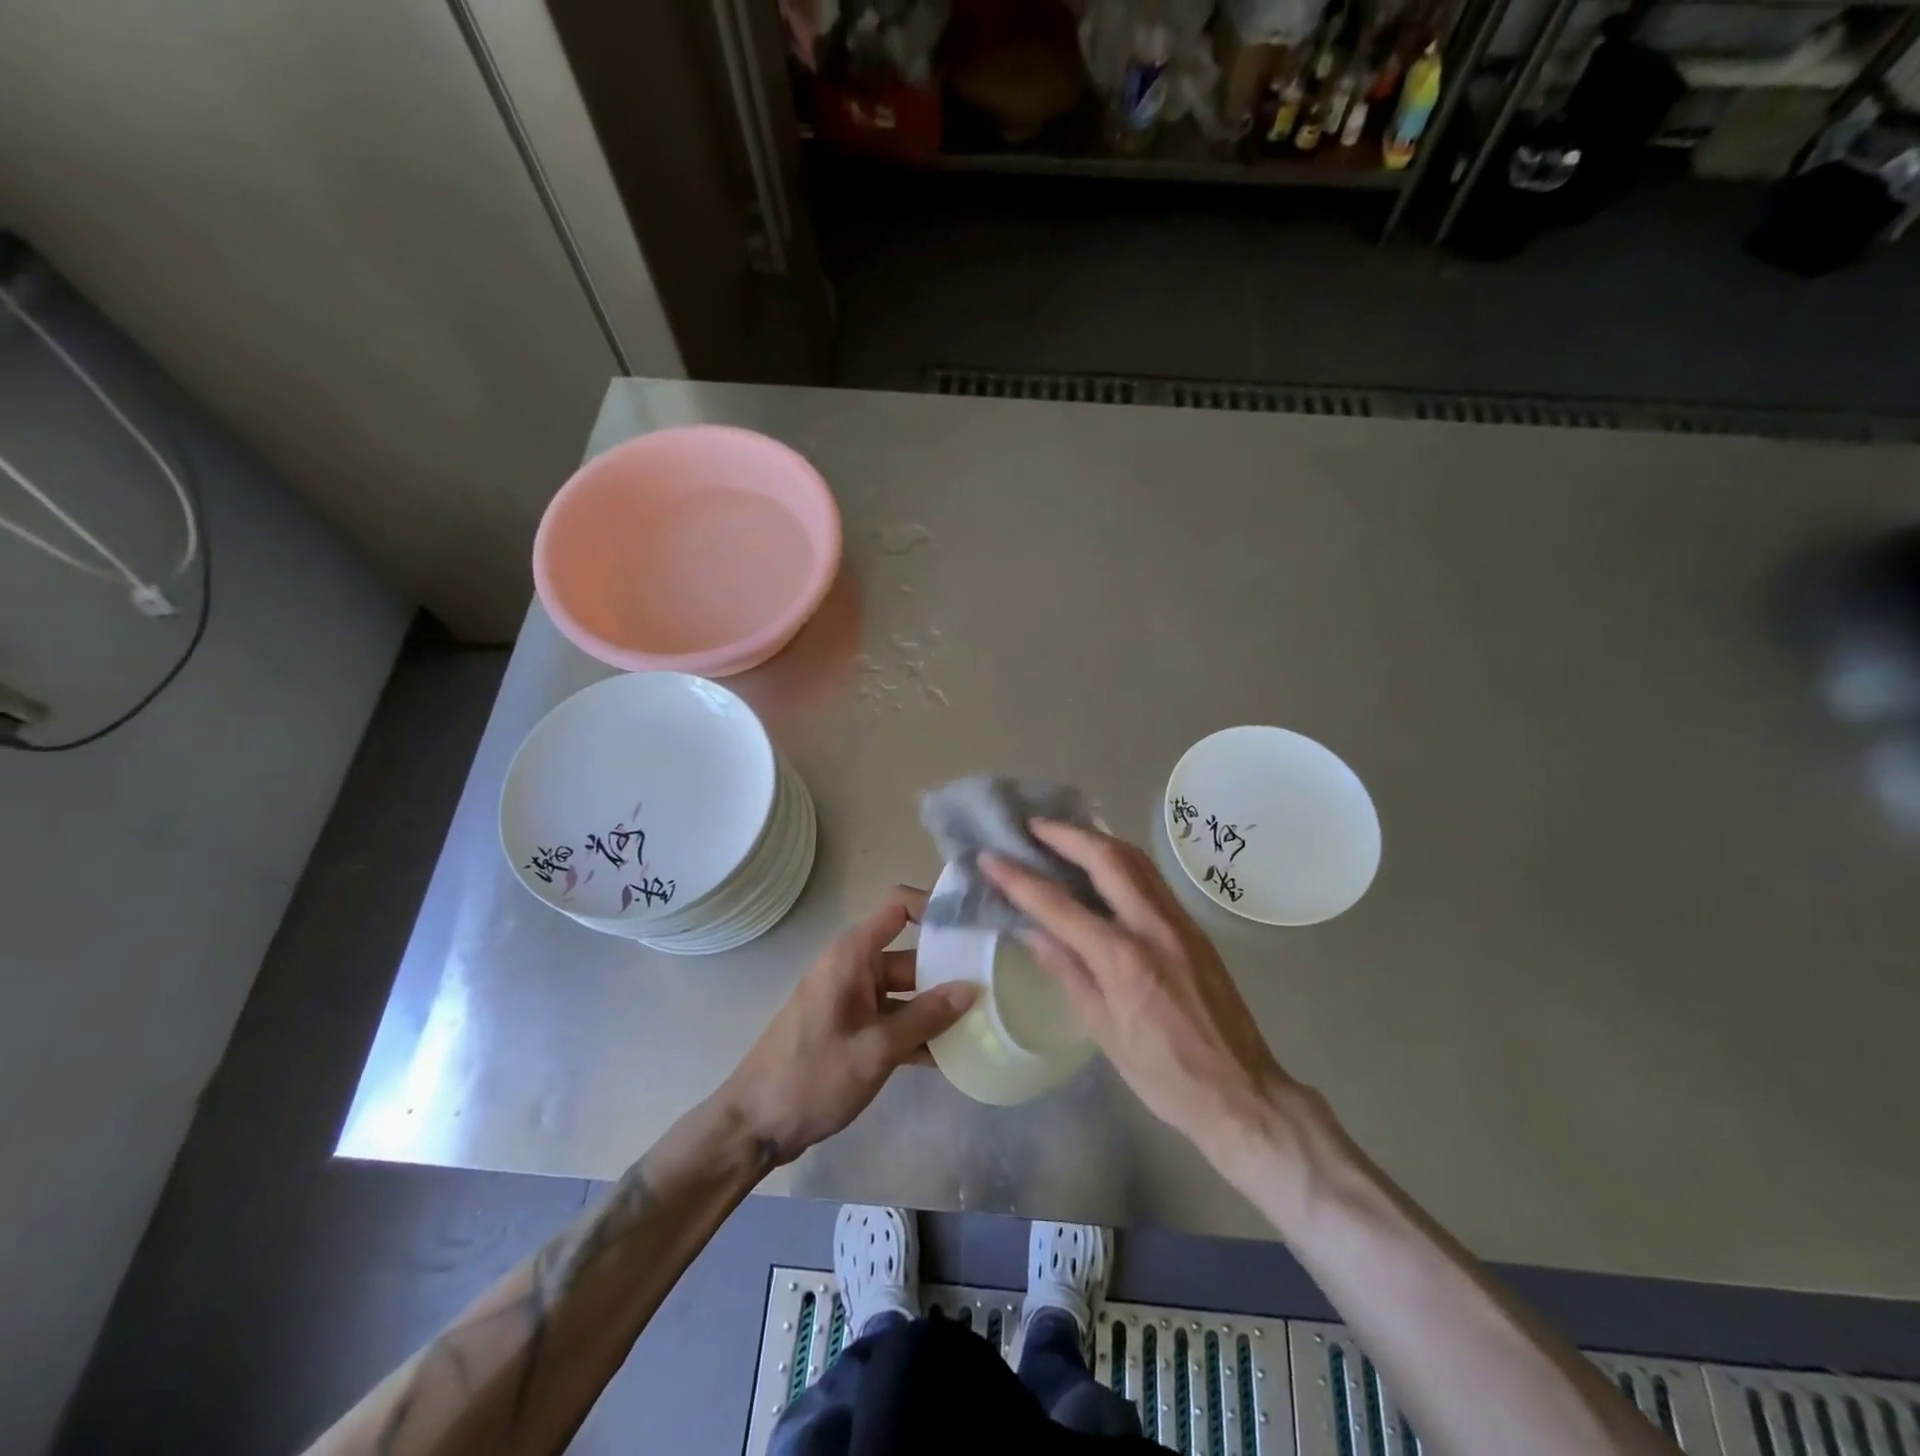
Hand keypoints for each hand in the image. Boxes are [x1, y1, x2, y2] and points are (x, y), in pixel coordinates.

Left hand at [718, 886, 976, 1164]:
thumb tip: (972, 989)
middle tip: (998, 982)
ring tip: (987, 1021)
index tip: (974, 925)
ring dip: (939, 1008)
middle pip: (912, 954)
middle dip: (950, 968)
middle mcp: (856, 968)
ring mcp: (855, 1001)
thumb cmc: (811, 1076)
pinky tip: (955, 1056)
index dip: (934, 905)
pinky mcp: (855, 1030)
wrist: (754, 1125)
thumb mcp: (875, 1049)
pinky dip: (920, 1033)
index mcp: (853, 955)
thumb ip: (925, 1018)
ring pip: (908, 992)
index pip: (898, 906)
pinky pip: (896, 1020)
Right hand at [982, 823, 1300, 1165]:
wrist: (1242, 1092)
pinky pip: (1152, 878)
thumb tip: (1032, 931)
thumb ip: (1068, 972)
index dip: (1019, 879)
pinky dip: (1121, 860)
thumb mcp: (1104, 1031)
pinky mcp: (1194, 927)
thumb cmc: (1164, 1076)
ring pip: (1136, 860)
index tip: (991, 857)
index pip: (1059, 905)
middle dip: (1066, 835)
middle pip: (1107, 858)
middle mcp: (1153, 927)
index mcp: (1123, 960)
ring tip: (1064, 834)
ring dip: (1096, 839)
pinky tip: (1103, 866)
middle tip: (1032, 827)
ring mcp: (1179, 922)